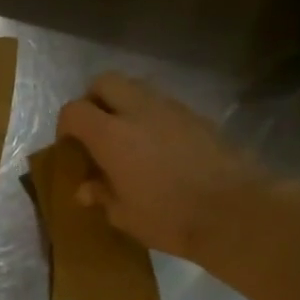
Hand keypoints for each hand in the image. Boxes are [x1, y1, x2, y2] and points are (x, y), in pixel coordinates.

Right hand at [56, 72, 275, 261]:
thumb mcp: (123, 215)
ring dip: (124, 105)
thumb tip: (86, 188)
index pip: (74, 110)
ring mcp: (172, 109)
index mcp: (111, 135)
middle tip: (95, 132)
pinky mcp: (197, 116)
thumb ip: (101, 195)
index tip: (70, 147)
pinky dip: (152, 117)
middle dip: (93, 100)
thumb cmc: (168, 217)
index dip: (66, 126)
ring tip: (127, 139)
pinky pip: (163, 105)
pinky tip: (157, 148)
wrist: (234, 211)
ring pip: (137, 88)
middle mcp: (139, 111)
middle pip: (105, 82)